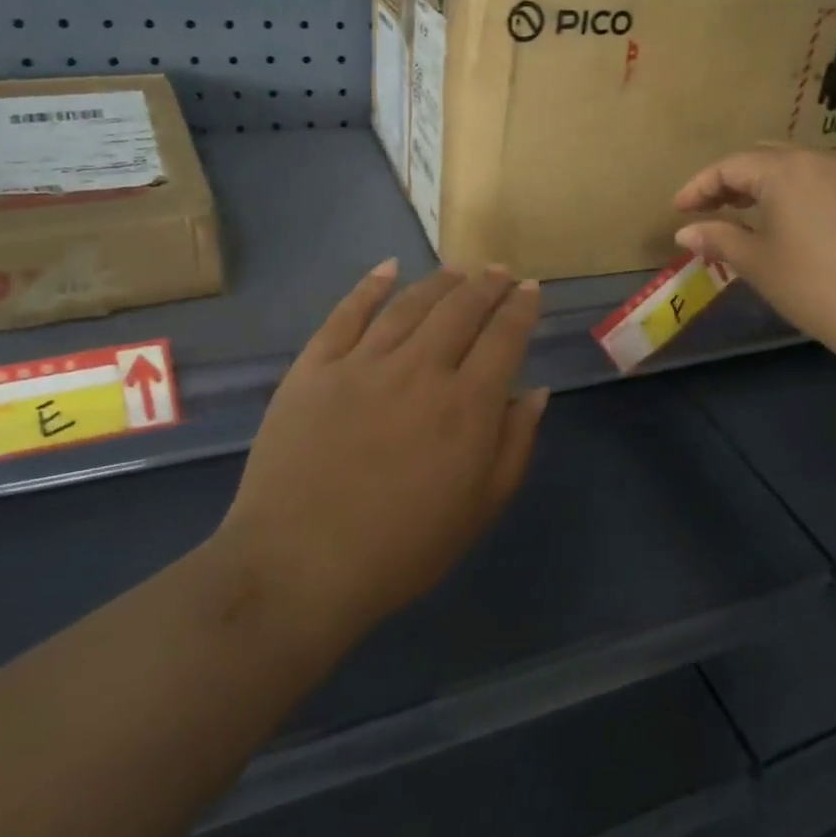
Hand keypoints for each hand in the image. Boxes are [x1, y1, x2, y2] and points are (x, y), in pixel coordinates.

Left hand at [215, 261, 548, 641]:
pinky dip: (370, 286)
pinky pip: (346, 313)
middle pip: (461, 309)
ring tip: (458, 269)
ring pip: (410, 303)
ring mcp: (362, 363)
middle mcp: (420, 369)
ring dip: (440, 281)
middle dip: (487, 284)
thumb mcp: (480, 508)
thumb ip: (515, 444)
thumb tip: (536, 391)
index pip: (504, 337)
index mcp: (467, 404)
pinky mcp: (314, 367)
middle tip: (499, 271)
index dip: (522, 308)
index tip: (531, 290)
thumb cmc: (402, 549)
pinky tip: (388, 268)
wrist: (299, 567)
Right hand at [672, 146, 835, 355]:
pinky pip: (817, 183)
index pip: (730, 166)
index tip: (678, 210)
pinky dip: (790, 194)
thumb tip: (684, 232)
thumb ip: (718, 239)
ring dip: (761, 185)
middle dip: (730, 179)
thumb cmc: (812, 285)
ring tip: (741, 215)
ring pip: (793, 168)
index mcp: (785, 171)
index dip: (699, 186)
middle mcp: (818, 162)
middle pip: (763, 157)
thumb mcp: (756, 262)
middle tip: (708, 208)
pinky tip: (784, 224)